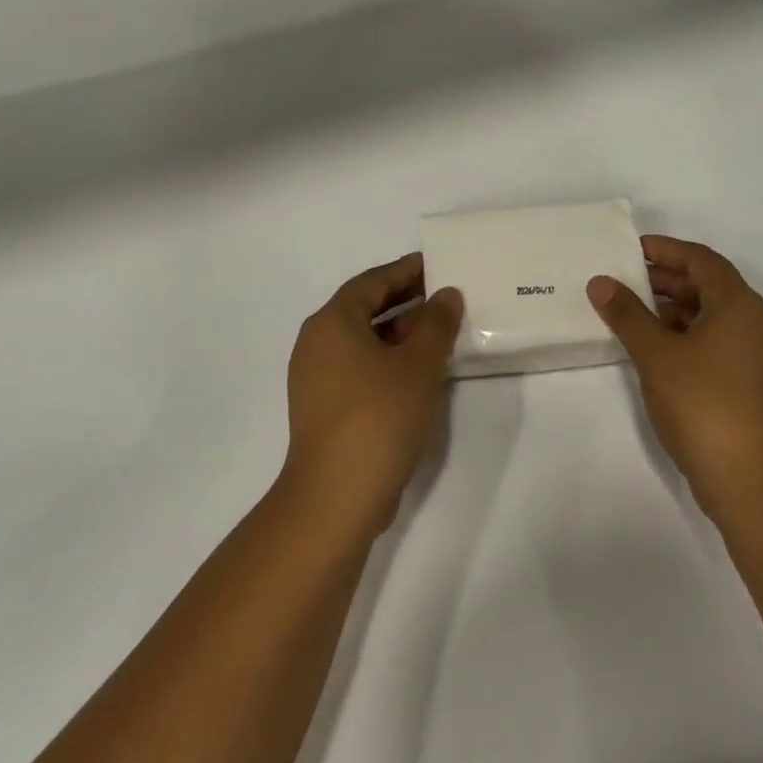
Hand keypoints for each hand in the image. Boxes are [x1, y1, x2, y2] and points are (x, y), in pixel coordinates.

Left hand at [284, 253, 462, 536]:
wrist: (336, 497)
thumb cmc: (378, 417)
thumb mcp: (418, 365)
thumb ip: (436, 324)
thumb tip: (446, 296)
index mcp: (332, 323)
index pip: (372, 282)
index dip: (406, 271)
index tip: (437, 265)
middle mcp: (317, 344)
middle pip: (364, 309)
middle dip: (405, 301)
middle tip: (445, 295)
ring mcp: (316, 379)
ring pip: (363, 342)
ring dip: (400, 333)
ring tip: (440, 332)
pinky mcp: (325, 409)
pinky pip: (359, 368)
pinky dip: (388, 360)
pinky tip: (420, 372)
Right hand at [588, 235, 762, 516]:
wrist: (751, 479)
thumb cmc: (703, 404)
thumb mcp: (656, 354)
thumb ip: (627, 314)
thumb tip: (600, 282)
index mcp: (738, 304)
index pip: (700, 259)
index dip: (665, 249)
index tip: (630, 248)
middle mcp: (753, 322)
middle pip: (708, 285)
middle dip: (666, 279)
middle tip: (624, 280)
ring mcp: (756, 354)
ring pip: (711, 315)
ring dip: (673, 308)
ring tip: (632, 313)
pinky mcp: (750, 382)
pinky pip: (715, 341)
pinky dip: (685, 335)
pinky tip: (655, 349)